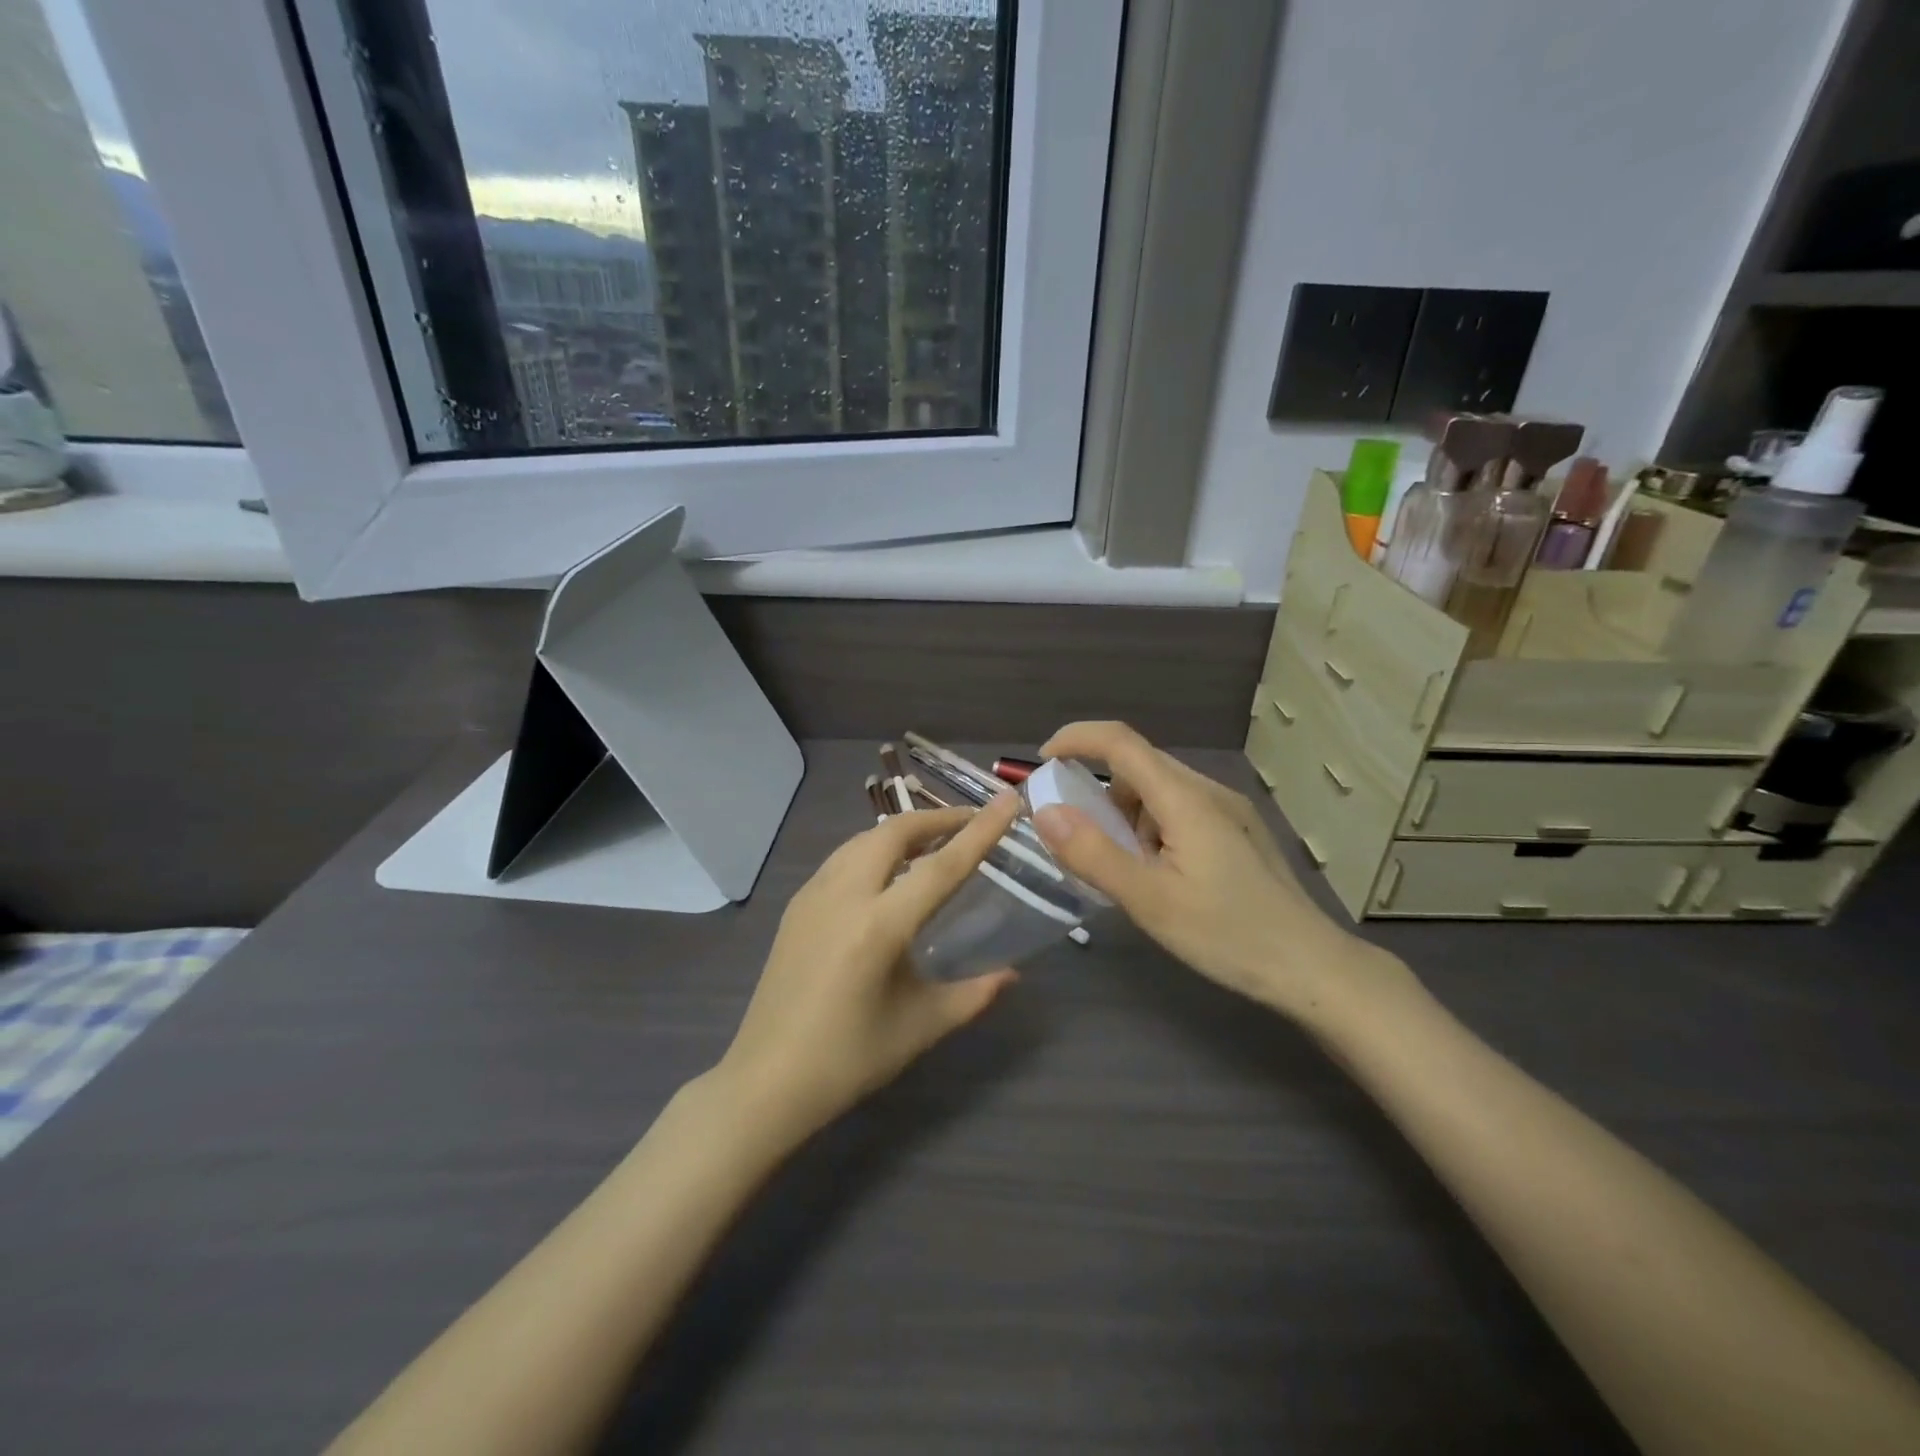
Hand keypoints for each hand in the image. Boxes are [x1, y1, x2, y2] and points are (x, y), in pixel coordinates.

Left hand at [716, 794, 1023, 1140]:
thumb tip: (1012, 974)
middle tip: (970, 823)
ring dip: (902, 832)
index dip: (979, 831)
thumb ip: (973, 994)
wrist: (767, 1080)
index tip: (1006, 801)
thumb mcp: (921, 1027)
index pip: (941, 866)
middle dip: (937, 819)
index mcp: (879, 926)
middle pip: (895, 833)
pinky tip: (887, 873)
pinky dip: (874, 850)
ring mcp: (813, 895)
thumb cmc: (849, 1059)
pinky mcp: (796, 905)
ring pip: (864, 839)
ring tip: (933, 843)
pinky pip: (843, 858)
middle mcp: (844, 895)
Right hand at [1032, 721, 1397, 1021]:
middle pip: (1139, 765)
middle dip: (1097, 790)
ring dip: (1126, 814)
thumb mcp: (1149, 900)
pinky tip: (1158, 873)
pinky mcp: (1238, 831)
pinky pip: (1180, 811)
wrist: (1311, 967)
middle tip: (1075, 835)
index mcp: (1184, 798)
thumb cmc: (1227, 934)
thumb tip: (1045, 811)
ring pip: (1159, 790)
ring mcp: (1228, 810)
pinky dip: (1151, 828)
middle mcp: (1207, 791)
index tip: (1043, 762)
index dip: (1076, 739)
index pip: (1120, 742)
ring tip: (1122, 867)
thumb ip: (1093, 854)